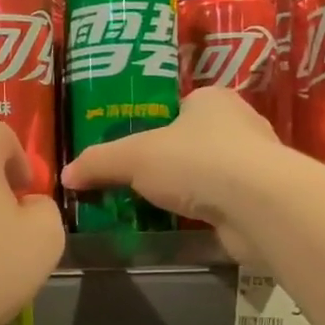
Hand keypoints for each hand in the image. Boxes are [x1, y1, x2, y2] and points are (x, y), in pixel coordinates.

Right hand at [61, 86, 279, 261]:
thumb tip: (66, 175)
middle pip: (190, 141)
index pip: (176, 108)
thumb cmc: (196, 162)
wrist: (259, 206)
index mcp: (211, 99)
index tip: (128, 151)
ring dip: (183, 189)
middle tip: (131, 182)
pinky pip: (218, 202)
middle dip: (165, 161)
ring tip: (149, 207)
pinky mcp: (259, 200)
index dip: (150, 127)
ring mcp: (253, 164)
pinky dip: (199, 212)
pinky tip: (179, 225)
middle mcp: (238, 124)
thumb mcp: (133, 156)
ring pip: (205, 173)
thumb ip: (98, 162)